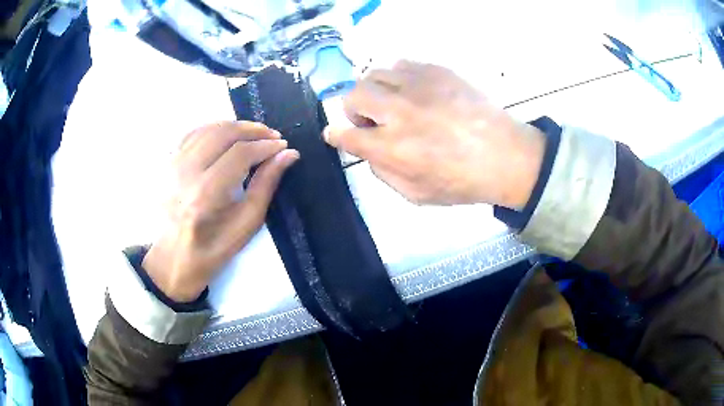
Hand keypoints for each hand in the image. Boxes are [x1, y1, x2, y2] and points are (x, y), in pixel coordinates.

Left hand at [142, 121, 298, 301]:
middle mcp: (185, 173)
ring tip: (255, 134)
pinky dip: (214, 128)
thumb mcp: (245, 225)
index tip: (283, 147)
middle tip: (272, 136)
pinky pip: (192, 133)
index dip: (266, 146)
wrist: (174, 259)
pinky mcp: (167, 164)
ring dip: (235, 126)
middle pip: (223, 133)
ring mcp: (172, 165)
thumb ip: (266, 186)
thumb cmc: (212, 250)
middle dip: (253, 130)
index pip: (240, 154)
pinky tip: (228, 135)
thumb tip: (288, 155)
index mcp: (204, 196)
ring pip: (207, 128)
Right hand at [324, 60, 544, 207]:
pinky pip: (401, 65)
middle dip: (353, 110)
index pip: (346, 135)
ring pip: (373, 74)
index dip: (336, 135)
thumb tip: (368, 151)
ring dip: (375, 91)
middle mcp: (399, 111)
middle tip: (372, 120)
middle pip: (353, 96)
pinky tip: (414, 91)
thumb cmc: (464, 182)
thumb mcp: (417, 194)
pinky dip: (398, 78)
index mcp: (393, 147)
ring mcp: (418, 86)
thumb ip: (384, 173)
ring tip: (393, 103)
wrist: (507, 156)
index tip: (335, 134)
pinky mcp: (436, 71)